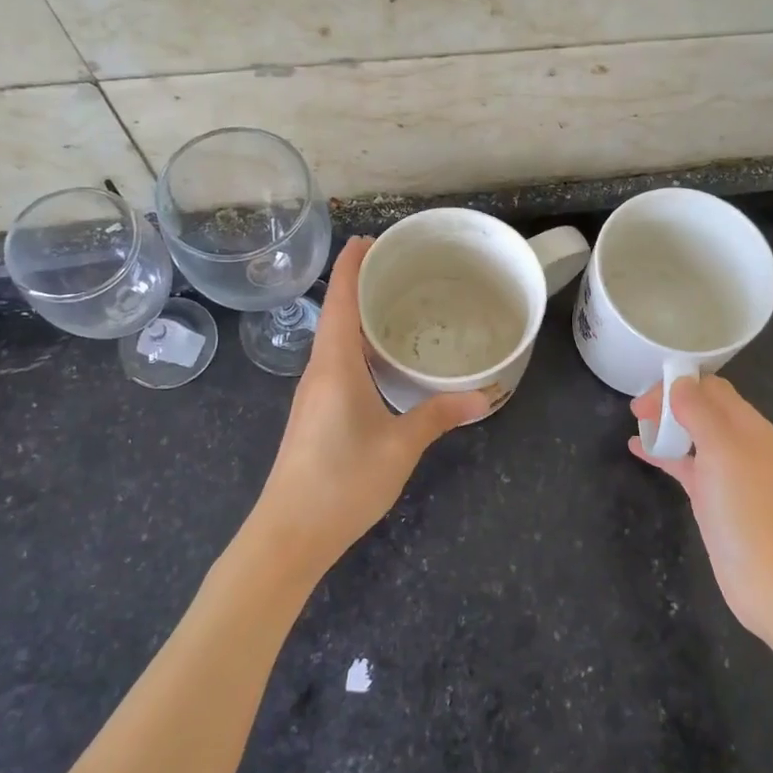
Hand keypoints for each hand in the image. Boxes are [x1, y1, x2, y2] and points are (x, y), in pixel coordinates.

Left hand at [251, 237, 487, 579]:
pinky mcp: (315, 413)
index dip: (352, 264)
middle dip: (360, 284)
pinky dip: (358, 344)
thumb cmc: (342, 482)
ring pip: (335, 339)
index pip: (339, 299)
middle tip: (400, 267)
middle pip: (336, 313)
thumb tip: (484, 397)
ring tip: (396, 304)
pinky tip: (382, 358)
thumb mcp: (400, 447)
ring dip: (358, 315)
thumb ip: (439, 416)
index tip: (370, 238)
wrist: (288, 534)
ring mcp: (313, 393)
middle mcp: (319, 370)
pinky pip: (337, 362)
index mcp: (335, 364)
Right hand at [629, 375, 772, 634]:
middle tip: (636, 411)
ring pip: (691, 434)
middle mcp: (739, 442)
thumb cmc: (745, 509)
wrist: (768, 579)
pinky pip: (685, 463)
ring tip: (635, 425)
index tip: (645, 397)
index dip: (677, 384)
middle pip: (701, 407)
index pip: (711, 387)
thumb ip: (699, 411)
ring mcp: (726, 470)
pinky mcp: (713, 496)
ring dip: (665, 425)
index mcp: (747, 425)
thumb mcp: (721, 450)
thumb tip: (678, 382)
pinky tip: (638, 450)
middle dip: (669, 402)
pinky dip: (663, 453)